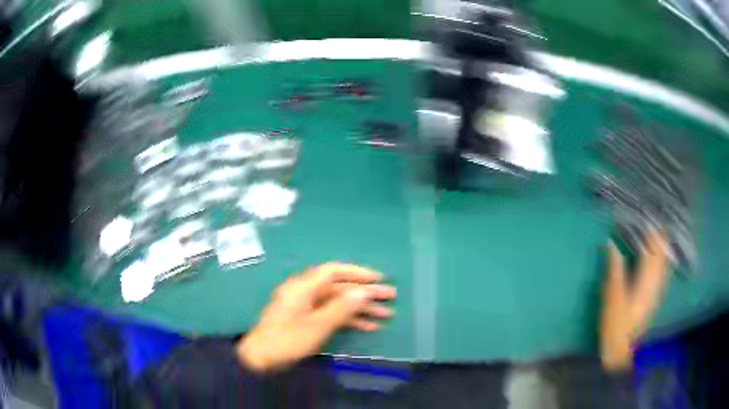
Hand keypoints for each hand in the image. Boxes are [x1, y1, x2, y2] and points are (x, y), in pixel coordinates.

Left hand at [237, 263, 395, 372]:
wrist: (261, 359)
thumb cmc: (288, 339)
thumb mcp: (317, 325)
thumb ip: (342, 308)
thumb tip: (364, 291)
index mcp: (304, 286)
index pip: (334, 271)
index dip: (358, 273)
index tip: (379, 278)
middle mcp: (305, 292)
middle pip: (339, 288)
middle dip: (365, 293)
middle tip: (390, 297)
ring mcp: (305, 307)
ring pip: (338, 303)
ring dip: (360, 309)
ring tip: (385, 315)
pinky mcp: (306, 320)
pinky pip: (331, 315)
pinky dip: (348, 320)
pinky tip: (367, 326)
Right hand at [600, 230, 669, 371]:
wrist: (620, 349)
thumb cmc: (614, 323)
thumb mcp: (611, 296)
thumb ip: (614, 268)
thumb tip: (611, 243)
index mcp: (645, 281)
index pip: (651, 249)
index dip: (649, 232)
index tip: (645, 215)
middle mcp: (655, 283)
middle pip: (661, 253)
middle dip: (659, 235)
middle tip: (654, 218)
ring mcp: (657, 291)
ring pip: (664, 262)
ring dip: (662, 245)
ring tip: (660, 230)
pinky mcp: (655, 297)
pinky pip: (663, 272)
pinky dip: (664, 259)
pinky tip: (663, 255)